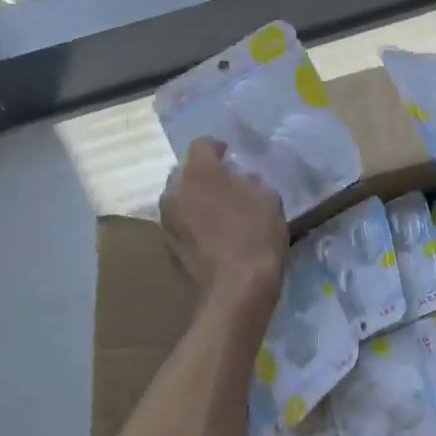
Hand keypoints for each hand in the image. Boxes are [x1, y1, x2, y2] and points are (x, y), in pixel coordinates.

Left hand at [159, 139, 285, 311]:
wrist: (235, 291)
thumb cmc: (256, 235)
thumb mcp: (268, 198)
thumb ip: (251, 181)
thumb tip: (242, 179)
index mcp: (200, 172)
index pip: (201, 145)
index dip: (217, 147)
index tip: (231, 155)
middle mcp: (176, 191)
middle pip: (184, 171)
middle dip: (201, 172)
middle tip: (224, 181)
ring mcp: (168, 221)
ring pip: (179, 198)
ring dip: (195, 197)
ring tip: (218, 208)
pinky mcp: (168, 247)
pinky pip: (180, 222)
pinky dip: (193, 220)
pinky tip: (212, 232)